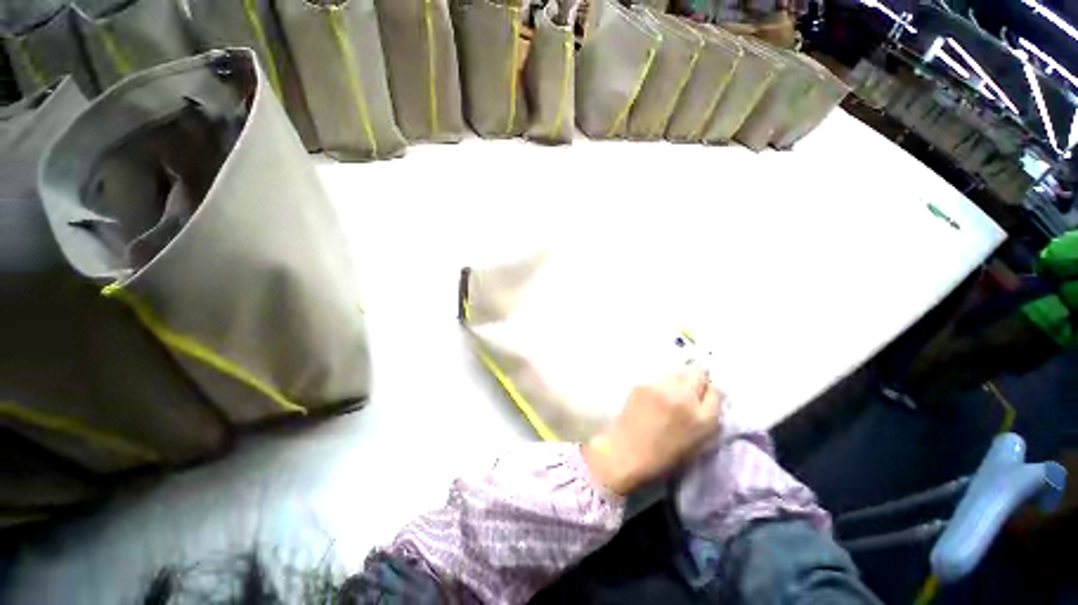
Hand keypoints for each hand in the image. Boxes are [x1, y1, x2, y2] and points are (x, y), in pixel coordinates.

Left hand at [583, 369, 723, 494]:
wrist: (626, 451)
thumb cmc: (663, 457)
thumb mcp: (697, 443)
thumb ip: (706, 418)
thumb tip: (706, 398)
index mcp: (703, 419)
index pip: (716, 391)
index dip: (709, 392)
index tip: (703, 394)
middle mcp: (685, 398)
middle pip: (698, 372)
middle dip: (697, 378)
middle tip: (689, 387)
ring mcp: (662, 387)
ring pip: (677, 371)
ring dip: (678, 378)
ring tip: (671, 390)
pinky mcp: (644, 383)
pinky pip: (659, 376)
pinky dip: (661, 381)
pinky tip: (655, 393)